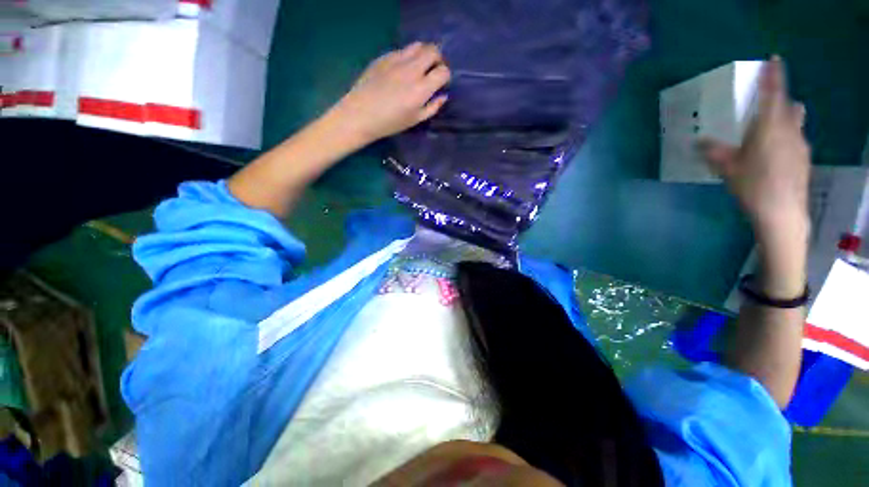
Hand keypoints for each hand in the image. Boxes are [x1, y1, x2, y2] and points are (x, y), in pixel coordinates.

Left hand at [330, 42, 449, 143]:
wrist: (361, 114)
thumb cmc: (390, 122)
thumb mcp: (415, 120)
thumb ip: (432, 107)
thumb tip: (443, 96)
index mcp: (421, 89)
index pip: (443, 72)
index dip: (445, 76)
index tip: (441, 83)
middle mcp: (412, 69)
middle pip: (433, 51)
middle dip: (438, 60)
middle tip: (433, 71)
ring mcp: (397, 60)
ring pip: (418, 45)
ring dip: (424, 54)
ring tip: (420, 66)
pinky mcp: (384, 56)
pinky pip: (402, 50)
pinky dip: (408, 57)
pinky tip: (402, 69)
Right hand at [700, 56, 810, 296]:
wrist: (782, 213)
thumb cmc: (753, 186)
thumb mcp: (727, 168)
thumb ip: (713, 152)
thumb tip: (698, 142)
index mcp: (770, 127)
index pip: (774, 93)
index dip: (774, 75)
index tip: (774, 60)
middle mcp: (790, 130)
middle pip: (790, 106)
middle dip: (781, 100)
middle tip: (767, 106)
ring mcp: (800, 145)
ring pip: (796, 123)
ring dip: (785, 120)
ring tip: (769, 132)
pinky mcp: (804, 159)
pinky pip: (796, 139)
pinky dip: (786, 138)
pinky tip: (774, 155)